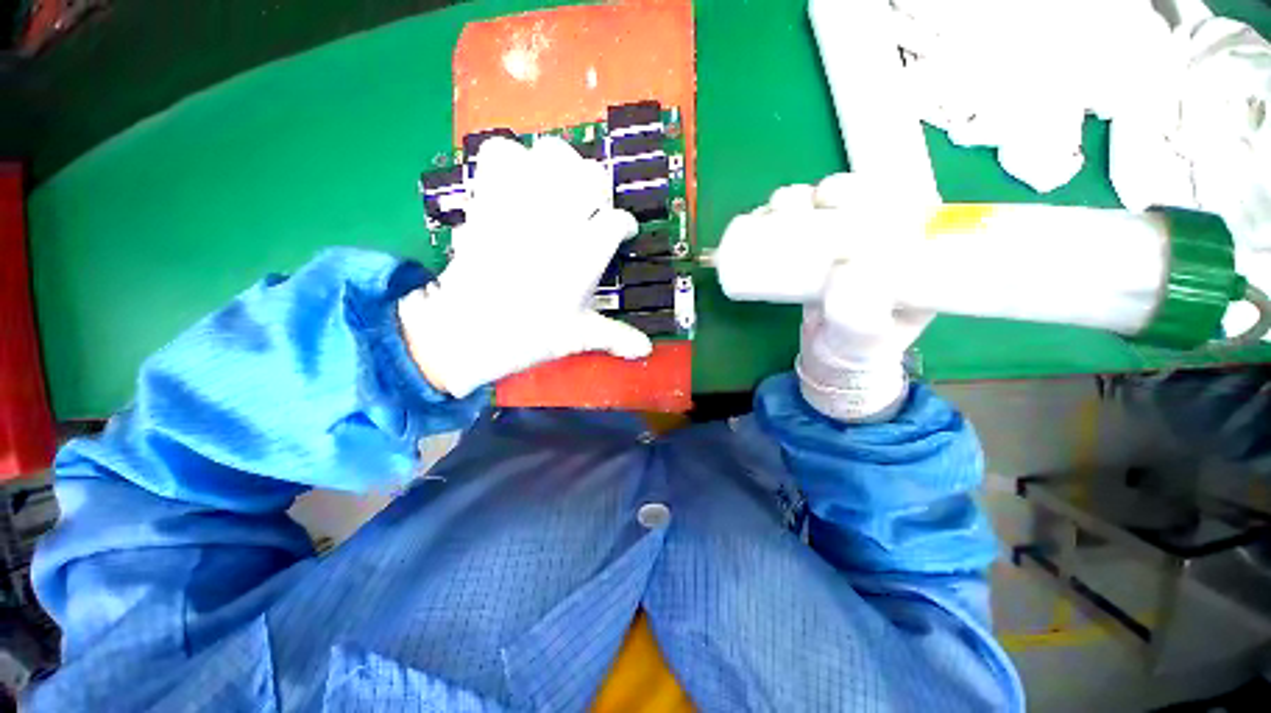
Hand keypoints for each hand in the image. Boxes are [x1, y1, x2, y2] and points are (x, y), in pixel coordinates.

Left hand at [399, 137, 651, 396]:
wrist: (467, 330)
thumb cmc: (530, 335)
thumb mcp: (579, 336)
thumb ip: (616, 336)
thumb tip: (646, 349)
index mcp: (585, 255)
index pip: (617, 222)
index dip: (625, 226)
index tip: (624, 232)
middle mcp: (559, 222)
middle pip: (589, 176)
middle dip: (596, 187)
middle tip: (591, 205)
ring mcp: (522, 206)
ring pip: (550, 155)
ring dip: (559, 165)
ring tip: (557, 186)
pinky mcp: (489, 200)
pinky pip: (499, 154)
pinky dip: (510, 159)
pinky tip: (517, 181)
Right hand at [761, 174, 934, 421]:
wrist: (830, 362)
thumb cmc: (857, 350)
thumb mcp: (865, 336)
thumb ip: (860, 312)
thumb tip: (845, 266)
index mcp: (913, 256)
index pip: (907, 206)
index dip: (882, 189)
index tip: (851, 198)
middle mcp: (880, 245)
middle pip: (862, 201)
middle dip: (836, 190)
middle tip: (814, 201)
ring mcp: (845, 250)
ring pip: (827, 211)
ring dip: (802, 200)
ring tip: (779, 208)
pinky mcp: (817, 258)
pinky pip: (802, 231)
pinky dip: (782, 220)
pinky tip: (766, 218)